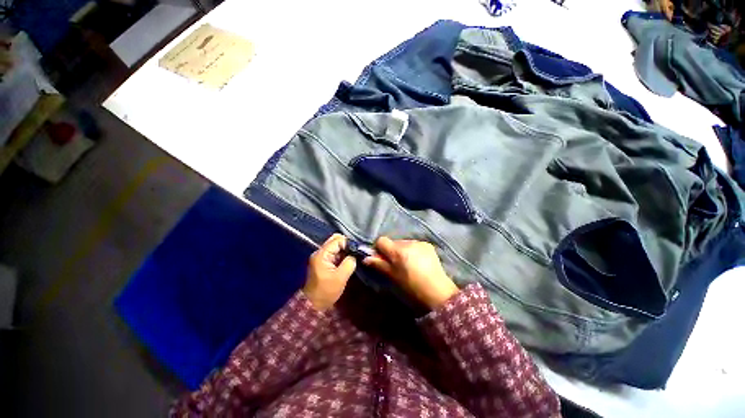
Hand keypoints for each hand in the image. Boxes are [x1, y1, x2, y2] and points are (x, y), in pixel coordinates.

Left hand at [303, 234, 356, 310]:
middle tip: (357, 252)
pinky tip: (349, 259)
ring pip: (335, 246)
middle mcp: (320, 252)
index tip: (359, 250)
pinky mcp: (324, 262)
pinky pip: (334, 253)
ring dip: (345, 249)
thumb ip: (349, 263)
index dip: (349, 243)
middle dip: (347, 244)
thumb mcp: (340, 277)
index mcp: (322, 254)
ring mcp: (321, 257)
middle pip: (335, 240)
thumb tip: (355, 255)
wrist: (313, 305)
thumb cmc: (326, 291)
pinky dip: (342, 254)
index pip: (338, 240)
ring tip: (355, 255)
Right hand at [363, 236, 458, 308]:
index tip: (381, 258)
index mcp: (398, 252)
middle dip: (392, 250)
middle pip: (393, 241)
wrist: (437, 292)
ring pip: (404, 243)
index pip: (382, 240)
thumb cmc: (412, 287)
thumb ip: (379, 264)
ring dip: (402, 250)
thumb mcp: (393, 276)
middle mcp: (408, 243)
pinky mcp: (428, 244)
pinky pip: (414, 244)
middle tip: (397, 264)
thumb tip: (365, 258)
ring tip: (409, 264)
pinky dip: (413, 250)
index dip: (379, 248)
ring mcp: (419, 242)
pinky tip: (418, 262)